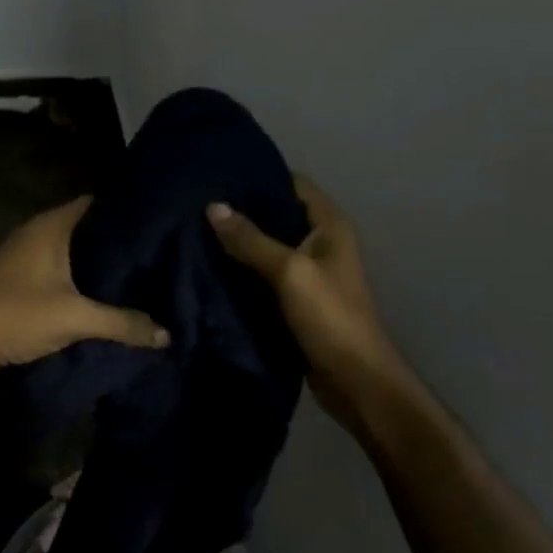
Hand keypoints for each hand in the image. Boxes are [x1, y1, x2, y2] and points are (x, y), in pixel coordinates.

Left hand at [0, 196, 167, 389]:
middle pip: (87, 229)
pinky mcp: (17, 280)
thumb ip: (123, 323)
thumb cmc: (14, 315)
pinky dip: (80, 280)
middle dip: (118, 243)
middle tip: (159, 254)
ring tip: (139, 276)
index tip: (161, 222)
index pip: (98, 203)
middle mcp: (37, 233)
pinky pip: (59, 272)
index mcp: (51, 226)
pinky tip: (103, 297)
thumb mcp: (74, 319)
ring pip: (72, 253)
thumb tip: (167, 334)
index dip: (128, 210)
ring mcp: (23, 256)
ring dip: (98, 265)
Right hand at [207, 177, 420, 430]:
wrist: (354, 380)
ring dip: (241, 241)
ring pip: (269, 246)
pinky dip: (243, 269)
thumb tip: (212, 206)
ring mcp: (309, 273)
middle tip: (199, 201)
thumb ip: (251, 240)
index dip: (262, 175)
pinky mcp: (296, 299)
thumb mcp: (289, 272)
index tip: (222, 172)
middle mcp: (321, 243)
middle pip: (278, 214)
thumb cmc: (329, 317)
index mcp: (330, 227)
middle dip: (244, 209)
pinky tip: (212, 264)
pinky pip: (265, 274)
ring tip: (198, 228)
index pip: (294, 184)